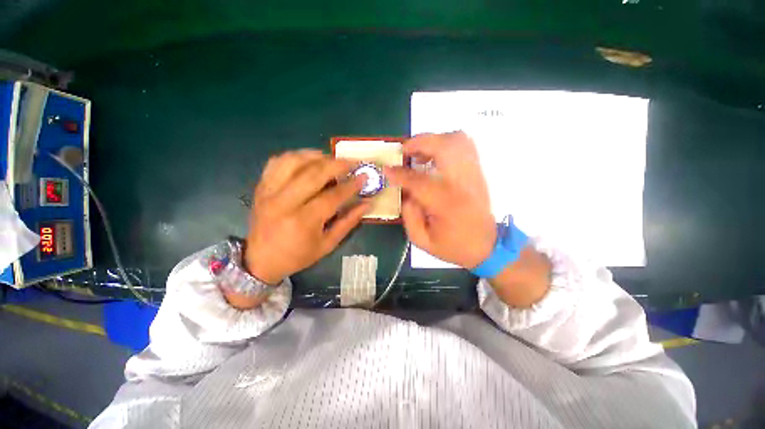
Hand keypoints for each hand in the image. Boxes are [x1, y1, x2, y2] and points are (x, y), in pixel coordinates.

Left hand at [244, 150, 368, 284]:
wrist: (260, 260)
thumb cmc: (298, 256)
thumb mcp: (328, 245)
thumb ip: (348, 222)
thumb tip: (367, 204)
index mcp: (303, 221)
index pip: (332, 196)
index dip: (351, 186)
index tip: (364, 177)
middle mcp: (283, 203)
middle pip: (313, 174)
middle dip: (336, 164)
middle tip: (351, 162)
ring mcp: (269, 192)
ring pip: (293, 161)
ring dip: (315, 156)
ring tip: (330, 159)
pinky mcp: (261, 187)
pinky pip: (277, 162)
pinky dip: (295, 156)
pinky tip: (307, 161)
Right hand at [385, 132, 496, 268]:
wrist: (487, 246)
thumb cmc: (454, 246)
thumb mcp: (423, 240)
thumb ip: (409, 215)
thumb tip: (405, 191)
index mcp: (446, 203)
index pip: (418, 180)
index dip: (399, 173)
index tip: (387, 169)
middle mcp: (462, 183)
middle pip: (443, 147)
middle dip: (419, 143)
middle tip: (404, 152)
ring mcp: (473, 174)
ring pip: (457, 140)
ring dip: (434, 140)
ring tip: (420, 154)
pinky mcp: (478, 172)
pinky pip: (465, 146)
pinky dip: (446, 143)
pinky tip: (435, 156)